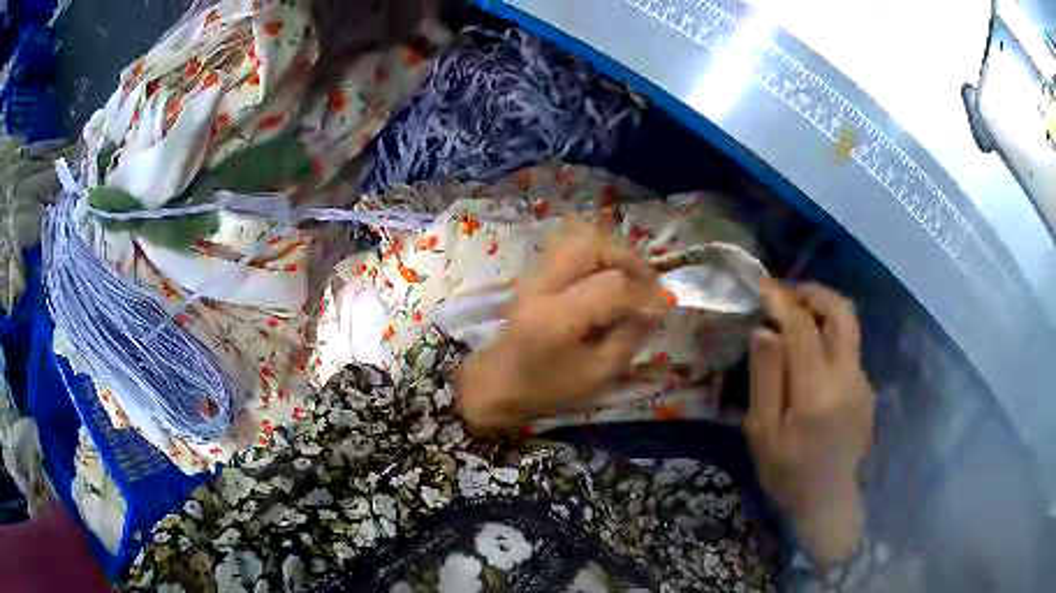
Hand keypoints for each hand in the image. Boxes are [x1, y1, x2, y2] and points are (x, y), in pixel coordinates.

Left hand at [456, 222, 667, 431]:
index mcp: (556, 318)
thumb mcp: (597, 375)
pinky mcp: (535, 272)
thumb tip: (657, 306)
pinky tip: (608, 278)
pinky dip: (597, 254)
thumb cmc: (547, 388)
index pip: (611, 287)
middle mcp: (543, 285)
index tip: (665, 306)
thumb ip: (629, 337)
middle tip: (647, 285)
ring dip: (613, 253)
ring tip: (629, 278)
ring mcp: (535, 273)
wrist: (497, 383)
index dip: (645, 293)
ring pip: (580, 237)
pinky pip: (571, 246)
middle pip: (592, 244)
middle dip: (629, 260)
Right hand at [745, 280, 874, 568]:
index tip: (764, 287)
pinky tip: (810, 355)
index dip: (783, 301)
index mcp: (817, 393)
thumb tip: (765, 330)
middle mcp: (848, 379)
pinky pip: (847, 351)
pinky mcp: (866, 390)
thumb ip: (765, 378)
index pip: (803, 328)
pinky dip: (828, 338)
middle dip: (816, 293)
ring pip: (848, 330)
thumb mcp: (762, 432)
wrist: (827, 501)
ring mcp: (862, 383)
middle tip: (789, 292)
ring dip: (823, 312)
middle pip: (843, 314)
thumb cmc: (786, 472)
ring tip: (795, 317)